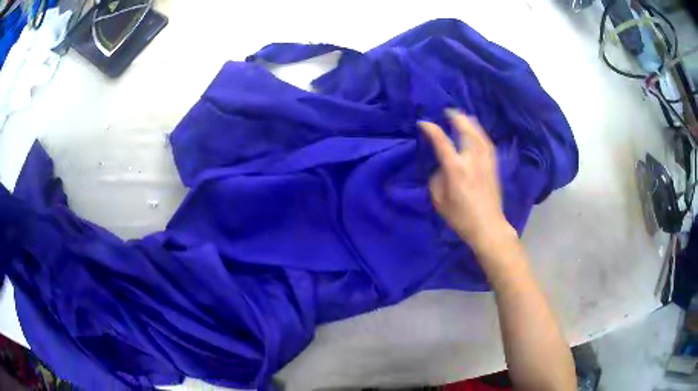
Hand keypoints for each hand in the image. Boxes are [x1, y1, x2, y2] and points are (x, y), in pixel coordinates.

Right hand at [419, 110, 516, 256]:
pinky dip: (480, 133)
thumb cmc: (461, 217)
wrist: (488, 226)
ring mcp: (486, 162)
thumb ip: (437, 178)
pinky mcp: (494, 166)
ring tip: (463, 116)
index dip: (431, 129)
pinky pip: (487, 143)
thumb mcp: (440, 200)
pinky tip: (477, 132)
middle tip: (448, 111)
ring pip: (479, 134)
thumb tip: (441, 166)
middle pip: (466, 130)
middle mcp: (472, 160)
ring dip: (470, 122)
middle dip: (456, 117)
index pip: (442, 142)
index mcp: (456, 169)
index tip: (423, 123)